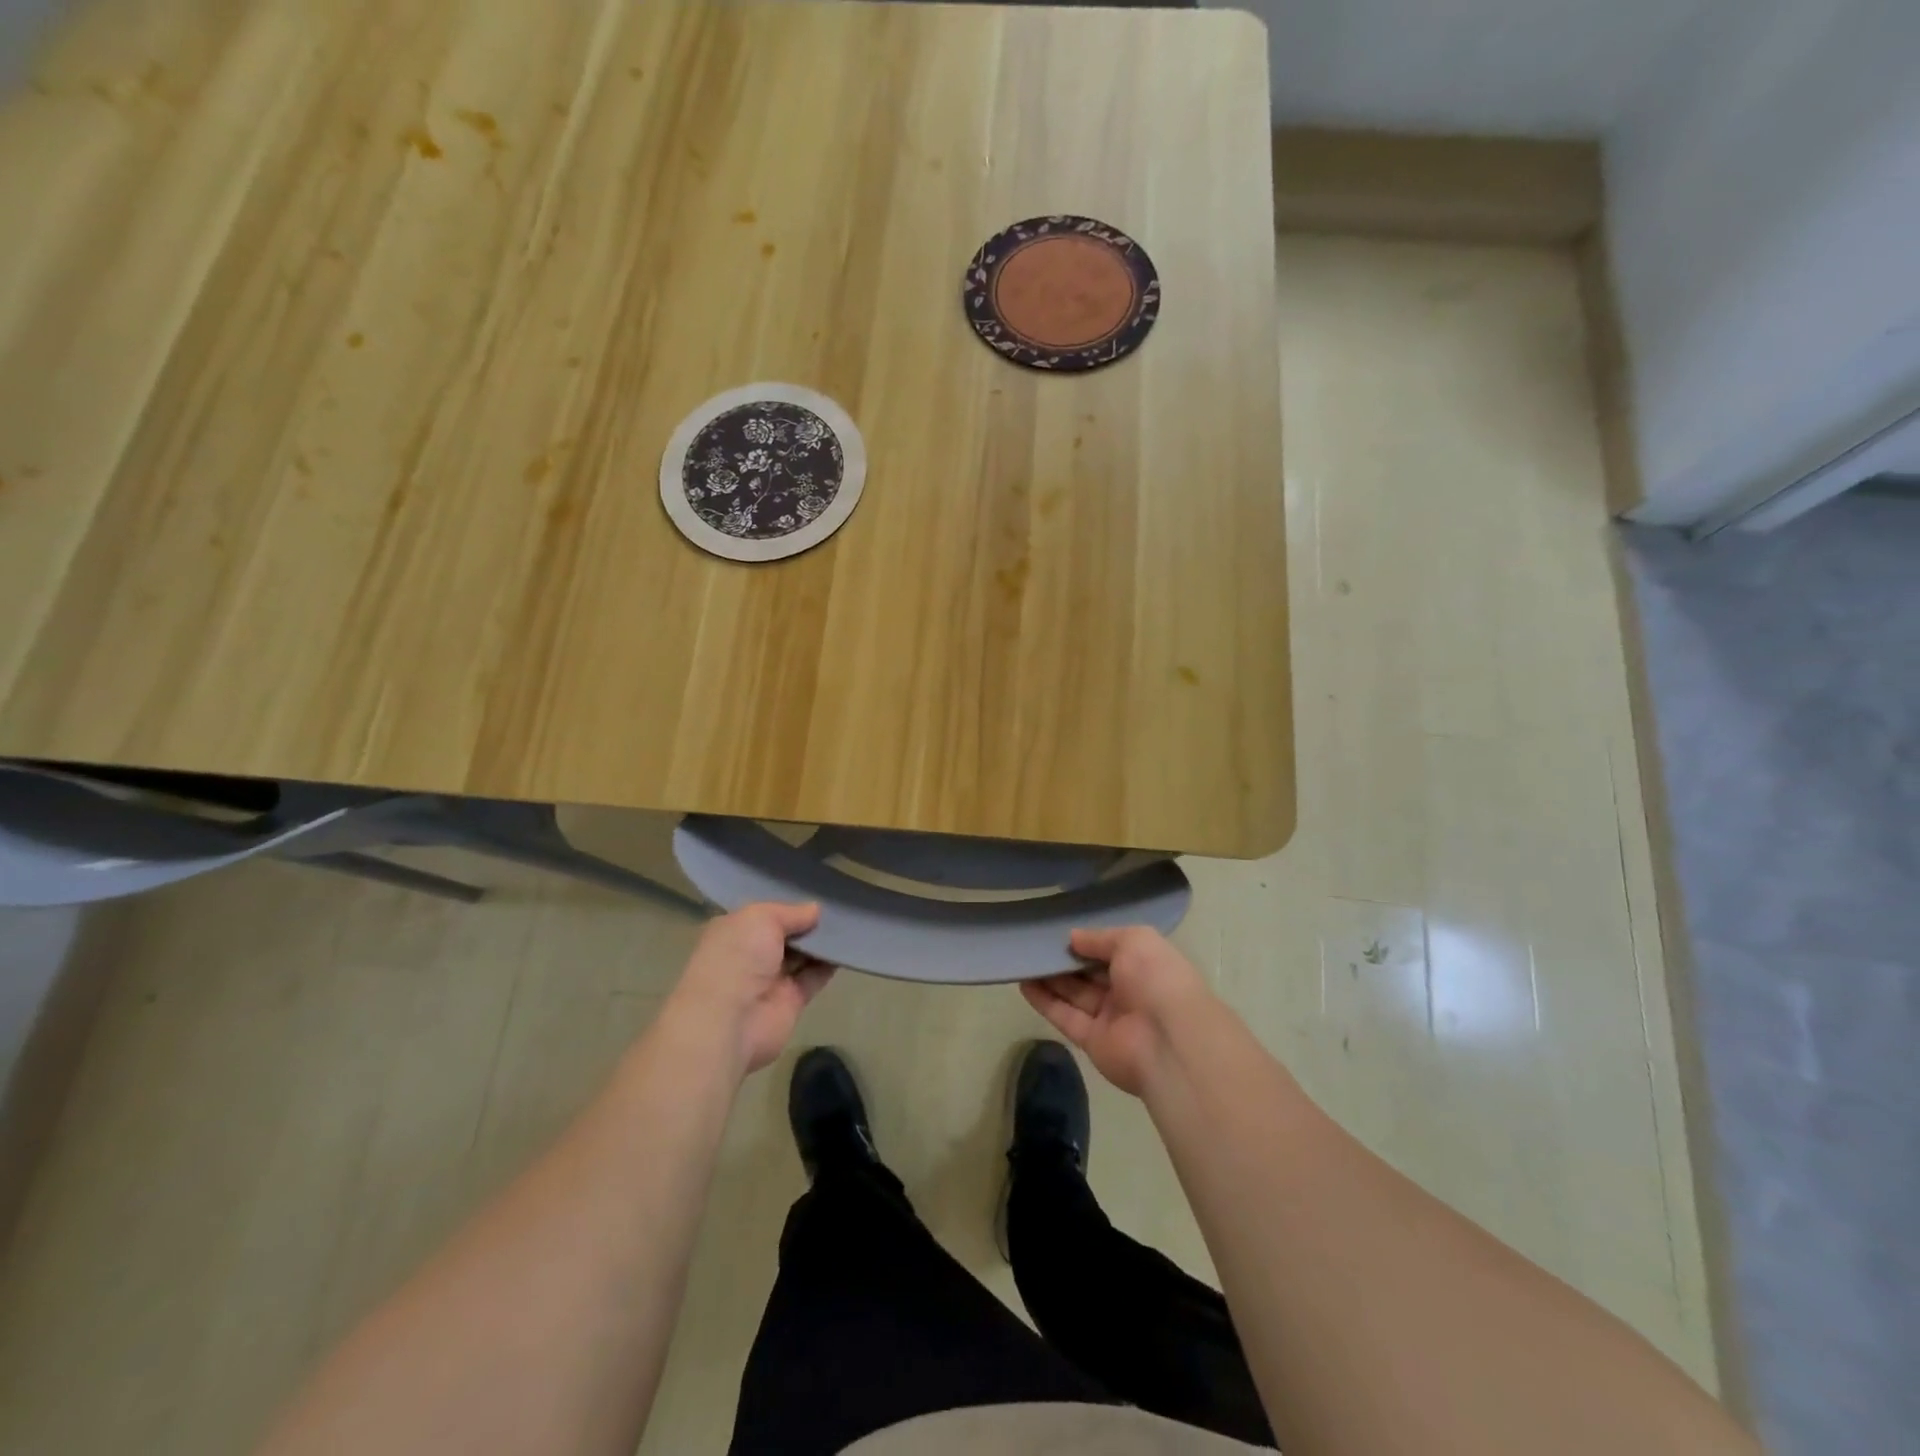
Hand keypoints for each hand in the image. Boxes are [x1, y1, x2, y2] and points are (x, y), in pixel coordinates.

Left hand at [665, 903, 834, 1076]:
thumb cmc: (738, 957)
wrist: (730, 1019)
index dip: (786, 907)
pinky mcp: (791, 1001)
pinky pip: (814, 977)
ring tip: (848, 923)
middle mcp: (750, 955)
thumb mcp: (762, 918)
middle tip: (838, 907)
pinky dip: (829, 965)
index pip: (763, 915)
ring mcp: (770, 979)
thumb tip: (815, 909)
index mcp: (734, 932)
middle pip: (784, 935)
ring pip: (801, 955)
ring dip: (821, 943)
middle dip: (807, 923)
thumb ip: (790, 912)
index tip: (814, 895)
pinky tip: (846, 948)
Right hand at [1022, 927, 1214, 1096]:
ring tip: (1024, 960)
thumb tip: (1073, 937)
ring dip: (1050, 978)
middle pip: (1091, 973)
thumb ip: (1101, 937)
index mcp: (1146, 966)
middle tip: (1036, 943)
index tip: (1062, 931)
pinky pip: (1065, 1017)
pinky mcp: (1092, 1041)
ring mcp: (1110, 1018)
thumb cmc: (1156, 979)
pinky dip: (1045, 1001)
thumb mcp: (1133, 940)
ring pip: (1075, 994)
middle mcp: (1129, 991)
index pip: (1114, 951)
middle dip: (1066, 959)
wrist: (1169, 1041)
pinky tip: (1023, 984)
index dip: (1090, 942)